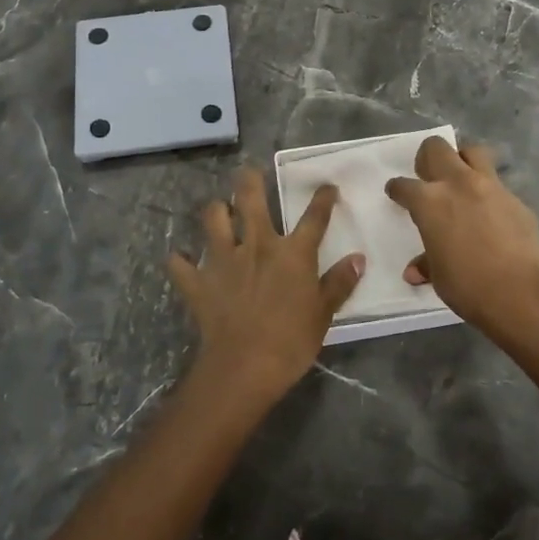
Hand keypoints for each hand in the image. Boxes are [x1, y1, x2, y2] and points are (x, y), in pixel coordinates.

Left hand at [168, 169, 364, 403]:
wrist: (244, 367)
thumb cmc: (291, 341)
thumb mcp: (324, 314)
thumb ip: (340, 283)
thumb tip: (358, 258)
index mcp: (292, 252)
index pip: (314, 217)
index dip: (323, 198)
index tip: (328, 186)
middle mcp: (257, 245)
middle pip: (250, 199)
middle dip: (249, 180)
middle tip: (249, 172)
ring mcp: (223, 260)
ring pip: (213, 218)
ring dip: (215, 210)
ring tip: (219, 210)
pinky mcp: (198, 282)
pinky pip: (180, 265)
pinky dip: (180, 261)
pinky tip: (180, 260)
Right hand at [386, 137, 538, 337]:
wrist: (522, 292)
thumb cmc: (469, 286)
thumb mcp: (440, 276)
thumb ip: (427, 263)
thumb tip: (414, 272)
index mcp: (429, 202)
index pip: (404, 185)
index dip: (397, 189)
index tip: (397, 193)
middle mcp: (457, 184)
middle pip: (436, 148)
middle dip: (427, 157)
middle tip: (429, 177)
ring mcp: (490, 186)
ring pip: (472, 151)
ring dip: (462, 159)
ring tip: (461, 179)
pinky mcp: (515, 198)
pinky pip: (497, 182)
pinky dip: (488, 190)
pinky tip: (490, 211)